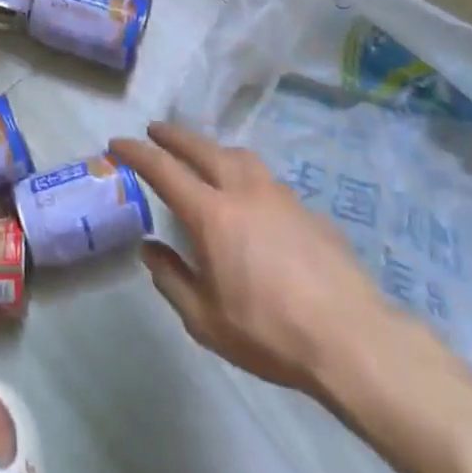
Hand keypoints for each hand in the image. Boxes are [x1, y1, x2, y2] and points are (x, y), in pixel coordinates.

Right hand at [110, 121, 414, 393]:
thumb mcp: (205, 320)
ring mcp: (281, 197)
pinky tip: (252, 202)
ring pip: (240, 157)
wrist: (354, 341)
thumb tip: (150, 249)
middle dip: (174, 136)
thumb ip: (171, 279)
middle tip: (155, 131)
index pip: (163, 169)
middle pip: (202, 148)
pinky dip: (247, 177)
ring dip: (214, 149)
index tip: (117, 143)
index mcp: (212, 214)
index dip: (136, 151)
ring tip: (204, 157)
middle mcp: (244, 192)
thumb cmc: (270, 333)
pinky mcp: (309, 212)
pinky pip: (268, 181)